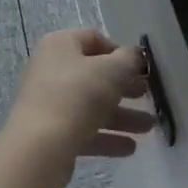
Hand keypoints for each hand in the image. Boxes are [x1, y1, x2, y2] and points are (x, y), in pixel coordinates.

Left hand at [3, 27, 155, 170]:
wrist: (39, 148)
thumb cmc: (77, 96)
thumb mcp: (112, 71)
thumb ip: (129, 59)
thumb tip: (135, 55)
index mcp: (61, 45)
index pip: (94, 39)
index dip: (121, 52)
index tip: (141, 68)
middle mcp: (51, 69)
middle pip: (94, 74)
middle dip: (125, 87)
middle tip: (148, 96)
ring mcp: (49, 102)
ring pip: (91, 105)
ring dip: (122, 115)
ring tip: (148, 127)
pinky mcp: (50, 132)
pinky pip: (83, 129)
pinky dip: (106, 136)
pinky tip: (130, 147)